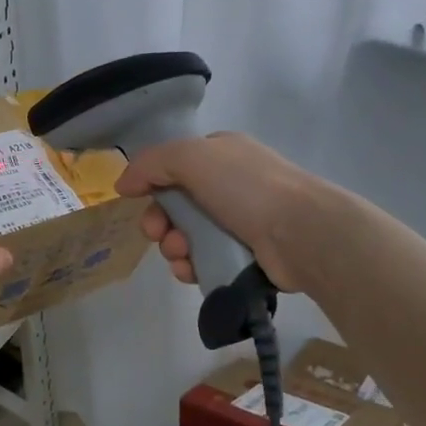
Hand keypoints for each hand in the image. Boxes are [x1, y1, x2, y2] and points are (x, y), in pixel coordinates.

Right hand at [113, 132, 326, 292]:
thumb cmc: (246, 187)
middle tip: (158, 234)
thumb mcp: (191, 157)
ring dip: (174, 247)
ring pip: (188, 236)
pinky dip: (192, 266)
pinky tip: (191, 271)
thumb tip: (123, 184)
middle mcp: (231, 184)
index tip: (139, 201)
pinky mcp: (246, 256)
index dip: (153, 183)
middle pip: (177, 205)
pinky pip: (205, 261)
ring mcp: (241, 221)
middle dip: (160, 222)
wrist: (303, 233)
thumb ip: (150, 164)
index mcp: (221, 154)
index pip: (175, 166)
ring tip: (181, 255)